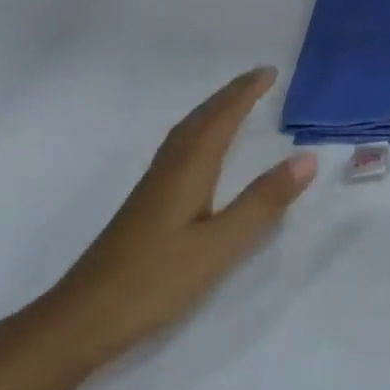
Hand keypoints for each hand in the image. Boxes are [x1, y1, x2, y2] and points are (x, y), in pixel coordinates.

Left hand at [41, 68, 317, 365]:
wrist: (83, 317)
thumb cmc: (155, 281)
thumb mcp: (219, 245)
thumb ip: (262, 202)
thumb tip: (306, 158)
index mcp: (188, 171)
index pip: (221, 119)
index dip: (245, 94)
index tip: (270, 72)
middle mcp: (168, 170)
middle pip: (200, 120)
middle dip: (229, 96)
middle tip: (257, 79)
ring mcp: (152, 188)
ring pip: (185, 134)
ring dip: (211, 112)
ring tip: (233, 104)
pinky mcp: (145, 207)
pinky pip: (178, 151)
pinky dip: (197, 134)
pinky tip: (199, 154)